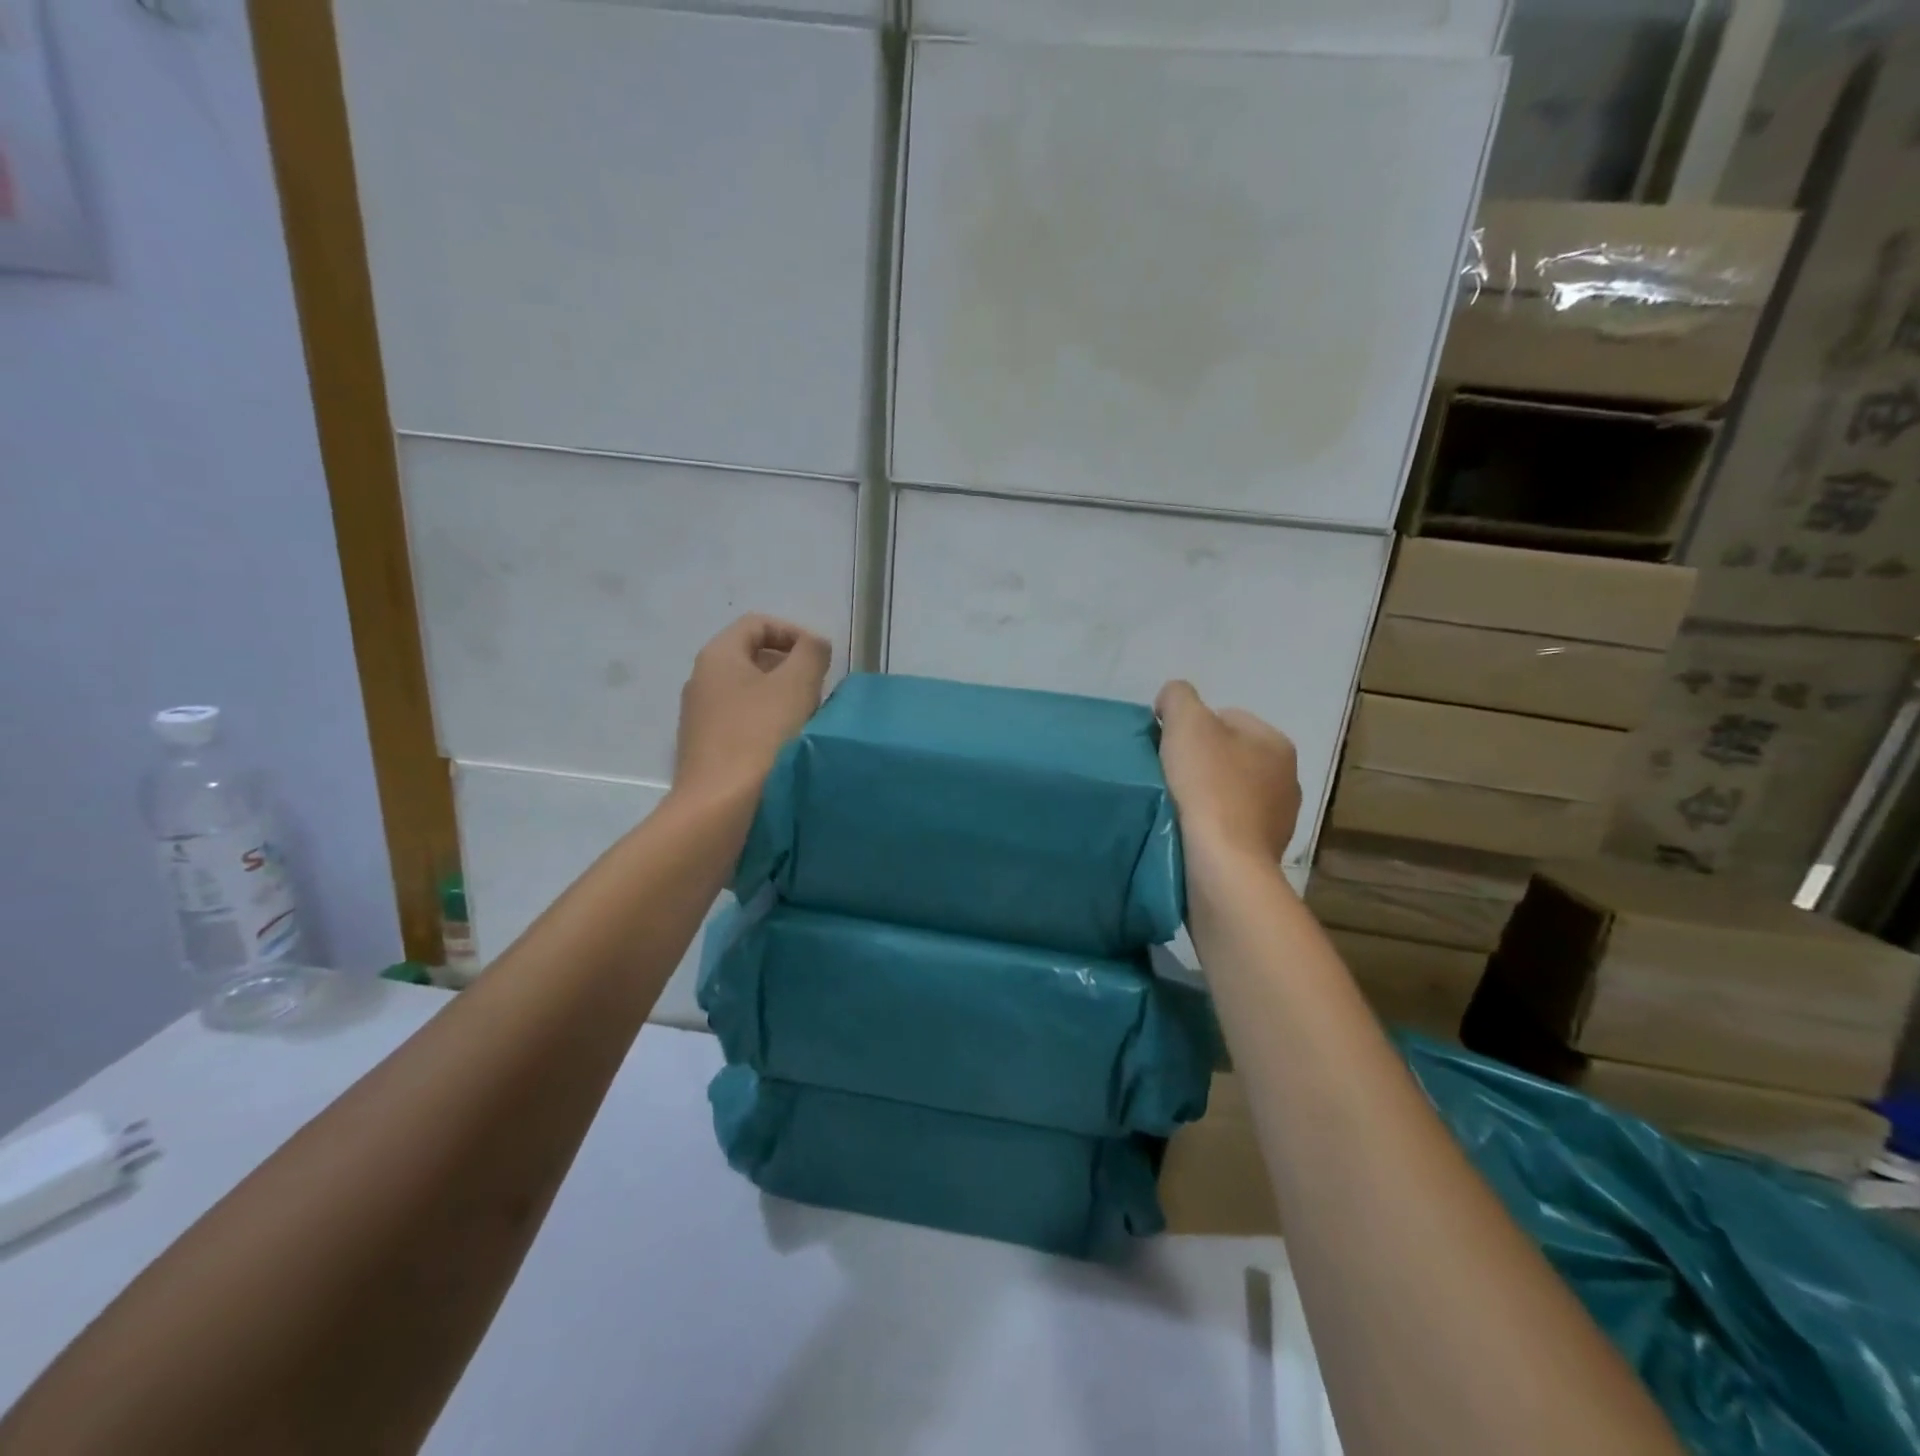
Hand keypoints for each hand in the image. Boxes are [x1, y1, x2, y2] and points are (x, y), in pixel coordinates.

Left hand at [675, 615, 831, 800]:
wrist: (720, 806)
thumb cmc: (760, 736)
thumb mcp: (797, 684)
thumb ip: (811, 652)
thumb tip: (813, 645)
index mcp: (718, 656)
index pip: (757, 624)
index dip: (793, 632)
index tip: (819, 660)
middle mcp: (701, 681)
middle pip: (752, 658)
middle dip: (790, 668)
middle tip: (817, 691)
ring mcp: (700, 717)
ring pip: (749, 693)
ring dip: (782, 700)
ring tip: (807, 721)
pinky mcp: (706, 749)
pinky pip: (742, 723)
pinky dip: (767, 725)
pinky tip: (786, 746)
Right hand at [1155, 681, 1300, 862]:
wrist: (1224, 865)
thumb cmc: (1209, 787)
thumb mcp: (1186, 723)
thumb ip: (1178, 697)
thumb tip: (1171, 703)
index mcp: (1276, 742)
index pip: (1226, 718)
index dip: (1190, 729)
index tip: (1167, 750)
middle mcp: (1288, 778)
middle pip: (1229, 756)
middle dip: (1200, 763)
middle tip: (1169, 777)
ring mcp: (1280, 819)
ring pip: (1231, 793)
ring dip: (1206, 797)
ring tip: (1177, 808)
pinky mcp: (1264, 851)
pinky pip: (1231, 826)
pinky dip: (1211, 825)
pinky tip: (1190, 832)